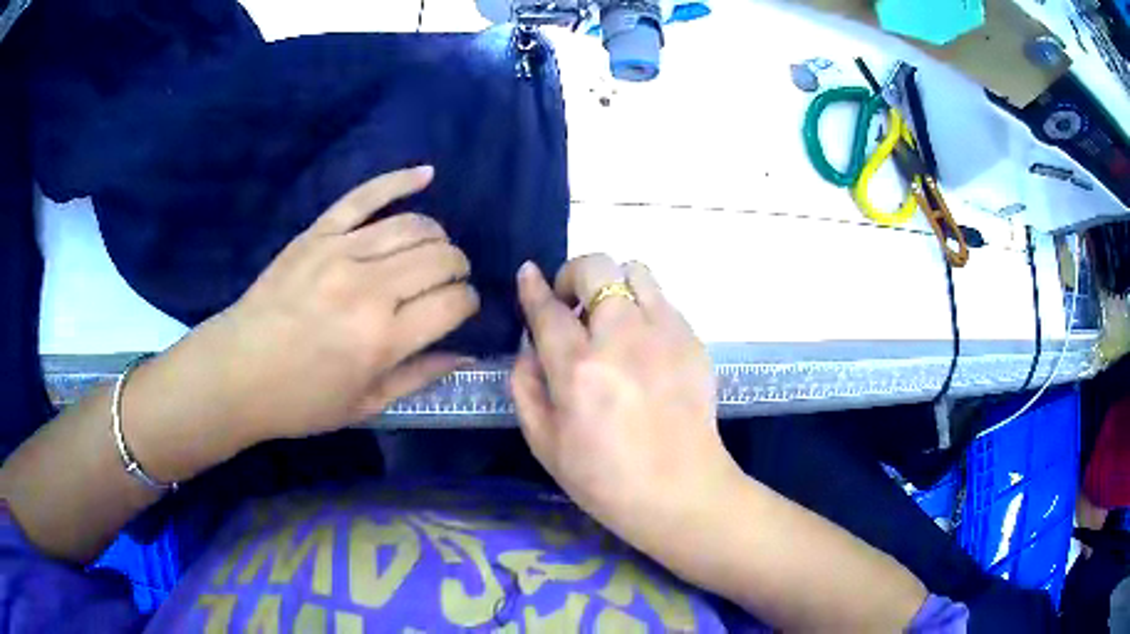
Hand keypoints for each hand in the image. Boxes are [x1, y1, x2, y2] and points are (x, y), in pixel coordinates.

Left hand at [202, 166, 478, 440]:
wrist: (236, 371)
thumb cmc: (301, 400)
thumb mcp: (365, 405)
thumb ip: (419, 377)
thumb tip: (466, 356)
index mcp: (383, 338)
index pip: (454, 303)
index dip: (468, 303)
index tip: (461, 310)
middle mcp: (369, 288)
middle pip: (441, 258)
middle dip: (458, 269)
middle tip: (448, 285)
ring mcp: (341, 251)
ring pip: (414, 226)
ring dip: (437, 237)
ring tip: (434, 252)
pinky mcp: (318, 232)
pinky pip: (365, 195)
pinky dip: (400, 180)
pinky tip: (427, 174)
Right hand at [512, 255, 741, 556]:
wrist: (682, 492)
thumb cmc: (605, 479)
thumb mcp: (544, 444)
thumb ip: (525, 386)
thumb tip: (529, 346)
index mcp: (579, 369)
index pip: (548, 309)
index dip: (532, 287)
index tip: (528, 274)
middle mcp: (622, 338)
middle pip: (596, 269)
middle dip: (573, 276)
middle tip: (571, 306)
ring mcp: (665, 334)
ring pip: (635, 271)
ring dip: (613, 285)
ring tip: (610, 319)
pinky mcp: (693, 341)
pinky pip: (662, 300)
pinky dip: (643, 308)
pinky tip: (642, 344)